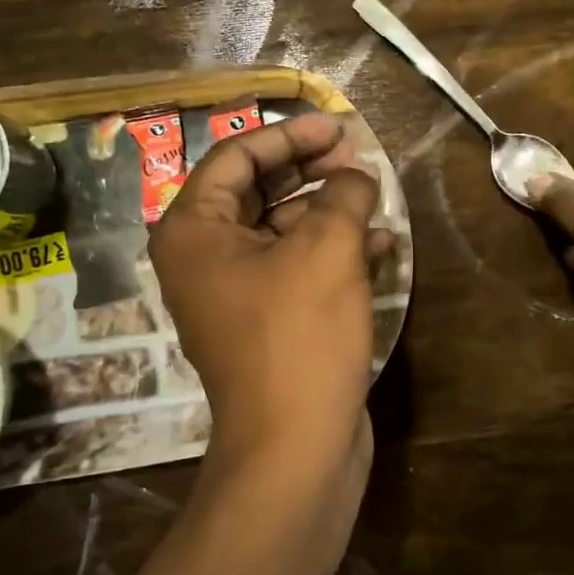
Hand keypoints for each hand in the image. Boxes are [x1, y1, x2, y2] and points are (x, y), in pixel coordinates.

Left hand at [150, 113, 386, 477]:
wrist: (296, 447)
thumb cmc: (300, 336)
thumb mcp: (327, 250)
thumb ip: (344, 195)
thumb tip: (357, 175)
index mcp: (194, 232)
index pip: (235, 158)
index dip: (289, 136)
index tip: (338, 126)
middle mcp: (206, 259)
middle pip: (257, 191)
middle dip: (310, 169)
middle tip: (357, 156)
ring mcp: (237, 295)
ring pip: (283, 231)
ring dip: (329, 211)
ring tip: (375, 197)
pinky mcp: (270, 324)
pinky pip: (298, 269)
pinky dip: (334, 253)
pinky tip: (379, 246)